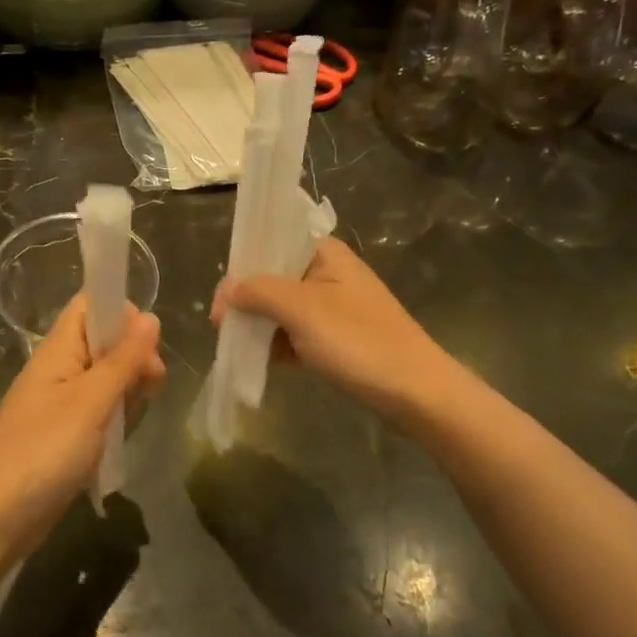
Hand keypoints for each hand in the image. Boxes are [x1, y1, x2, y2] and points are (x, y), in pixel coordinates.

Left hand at [0, 298, 164, 559]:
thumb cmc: (41, 453)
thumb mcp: (89, 403)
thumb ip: (122, 361)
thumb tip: (150, 317)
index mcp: (57, 351)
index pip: (90, 306)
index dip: (122, 312)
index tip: (146, 343)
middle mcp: (59, 370)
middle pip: (105, 343)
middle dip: (134, 358)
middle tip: (149, 386)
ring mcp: (62, 405)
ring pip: (107, 381)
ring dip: (128, 393)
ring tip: (130, 419)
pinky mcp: (66, 436)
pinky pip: (100, 414)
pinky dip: (115, 421)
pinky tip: (120, 441)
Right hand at [212, 238, 456, 429]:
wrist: (416, 392)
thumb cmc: (359, 342)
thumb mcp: (303, 310)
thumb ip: (260, 292)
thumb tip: (228, 289)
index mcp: (325, 253)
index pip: (271, 244)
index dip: (242, 267)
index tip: (221, 303)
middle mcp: (328, 273)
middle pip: (273, 278)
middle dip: (246, 301)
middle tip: (223, 329)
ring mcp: (333, 307)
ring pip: (282, 308)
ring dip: (259, 325)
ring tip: (237, 348)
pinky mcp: (336, 337)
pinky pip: (295, 333)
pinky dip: (277, 345)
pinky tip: (260, 363)